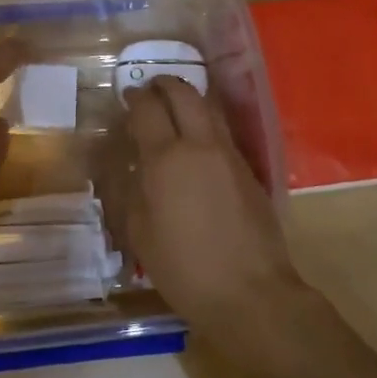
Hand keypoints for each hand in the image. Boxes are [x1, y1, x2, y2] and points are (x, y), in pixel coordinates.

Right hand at [108, 77, 323, 377]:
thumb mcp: (140, 232)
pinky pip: (222, 133)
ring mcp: (230, 156)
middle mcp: (201, 146)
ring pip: (210, 109)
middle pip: (185, 95)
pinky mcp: (249, 171)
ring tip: (173, 108)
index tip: (126, 95)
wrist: (250, 292)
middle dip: (165, 85)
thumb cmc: (184, 268)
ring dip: (189, 99)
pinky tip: (195, 143)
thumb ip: (132, 190)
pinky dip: (205, 124)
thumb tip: (132, 166)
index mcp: (167, 159)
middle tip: (150, 89)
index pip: (148, 109)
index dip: (135, 97)